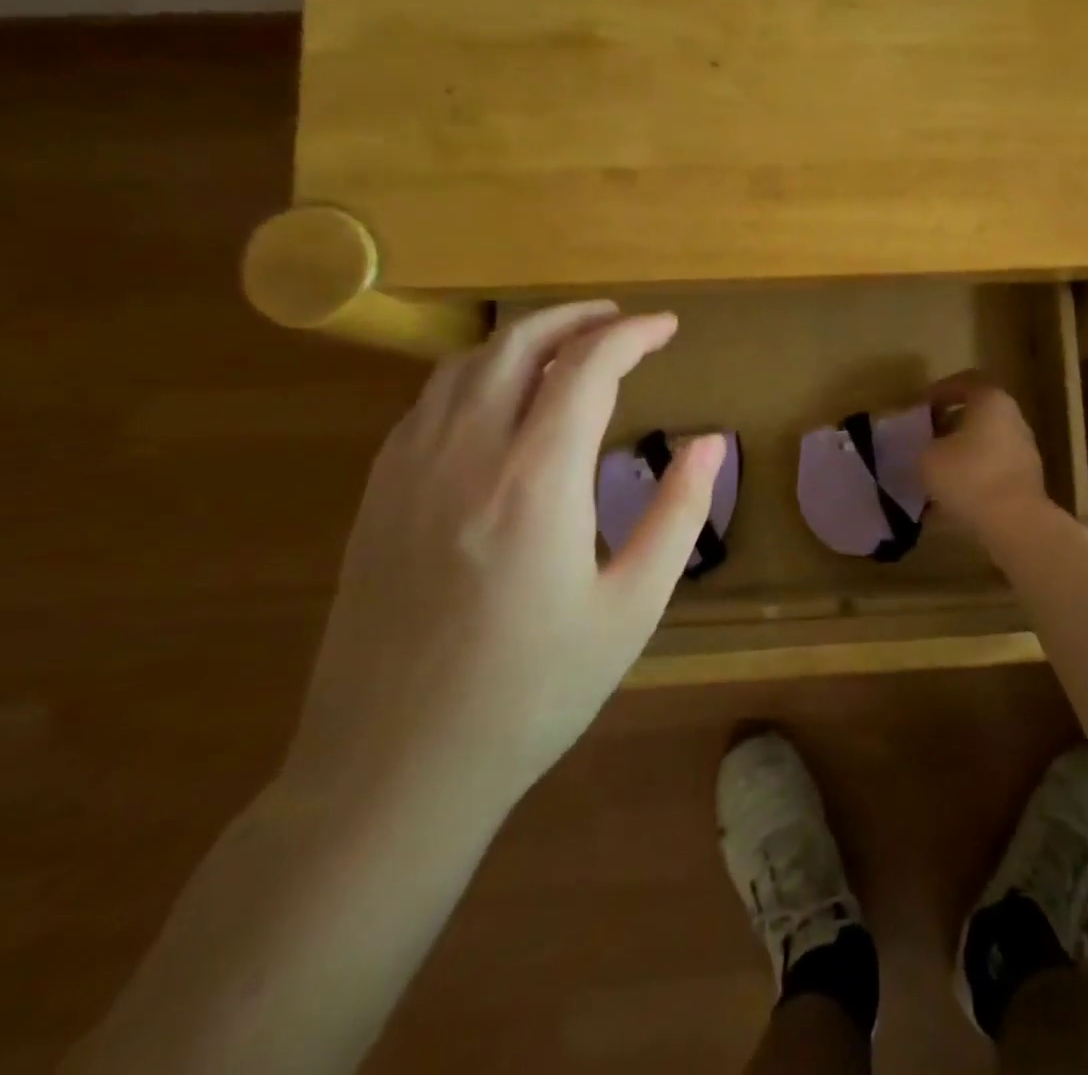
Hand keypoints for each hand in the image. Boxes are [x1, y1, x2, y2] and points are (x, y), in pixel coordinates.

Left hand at [281, 304, 722, 818]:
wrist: (393, 770)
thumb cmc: (533, 692)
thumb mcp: (632, 607)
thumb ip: (678, 513)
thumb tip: (710, 442)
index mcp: (536, 481)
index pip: (587, 368)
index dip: (632, 336)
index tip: (666, 328)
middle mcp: (466, 455)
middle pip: (518, 344)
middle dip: (576, 318)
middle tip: (621, 321)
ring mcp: (409, 472)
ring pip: (465, 366)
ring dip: (523, 339)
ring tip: (568, 346)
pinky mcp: (376, 497)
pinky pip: (429, 403)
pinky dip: (477, 376)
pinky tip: (500, 400)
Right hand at [921, 372, 1049, 536]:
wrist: (1015, 523)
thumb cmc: (968, 476)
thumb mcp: (928, 456)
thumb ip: (920, 444)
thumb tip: (922, 446)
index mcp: (991, 401)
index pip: (964, 382)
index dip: (937, 392)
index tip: (918, 408)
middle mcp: (1013, 419)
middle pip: (976, 414)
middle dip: (947, 425)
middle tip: (923, 438)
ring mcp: (1023, 450)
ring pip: (983, 444)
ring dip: (958, 453)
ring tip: (932, 471)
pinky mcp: (1025, 480)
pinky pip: (991, 470)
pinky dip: (970, 477)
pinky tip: (948, 497)